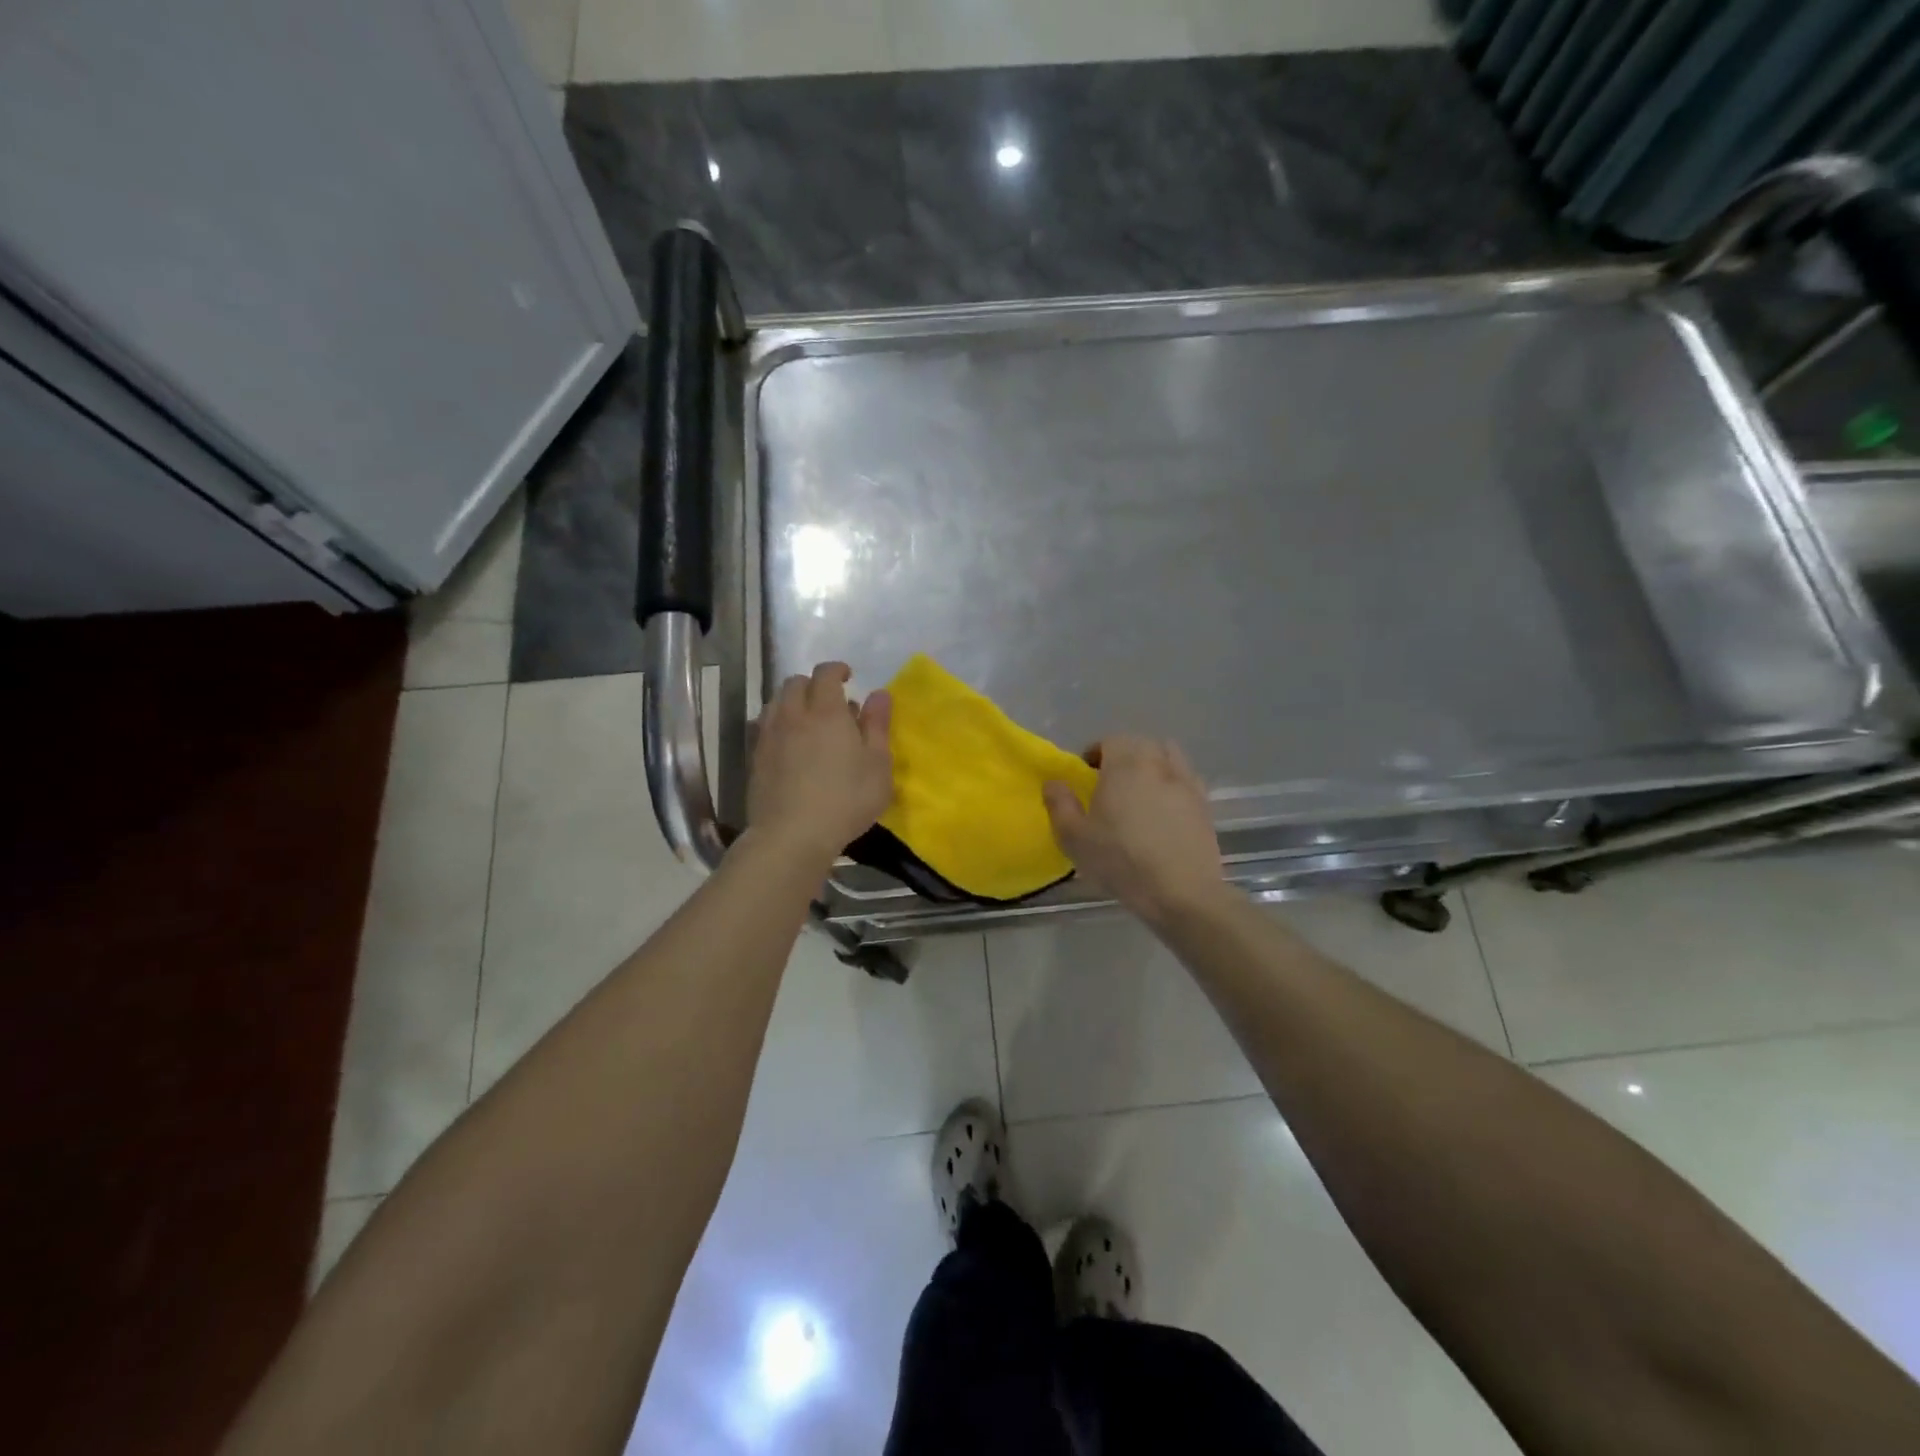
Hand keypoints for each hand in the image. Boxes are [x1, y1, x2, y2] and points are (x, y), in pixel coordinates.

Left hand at [747, 662, 893, 862]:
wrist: (791, 835)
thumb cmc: (846, 800)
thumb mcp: (878, 765)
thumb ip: (878, 725)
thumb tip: (879, 694)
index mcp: (827, 711)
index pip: (825, 673)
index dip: (837, 669)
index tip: (848, 677)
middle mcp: (794, 715)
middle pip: (795, 683)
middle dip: (813, 684)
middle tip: (831, 702)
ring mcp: (770, 736)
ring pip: (776, 702)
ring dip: (793, 702)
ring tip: (808, 721)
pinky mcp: (755, 757)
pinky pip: (764, 726)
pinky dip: (778, 723)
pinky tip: (790, 744)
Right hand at [1043, 736, 1227, 923]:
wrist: (1181, 892)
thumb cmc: (1121, 860)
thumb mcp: (1074, 837)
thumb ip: (1059, 804)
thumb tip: (1053, 782)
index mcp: (1125, 764)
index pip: (1110, 741)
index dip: (1095, 753)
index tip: (1086, 776)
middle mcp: (1158, 764)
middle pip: (1141, 745)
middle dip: (1124, 757)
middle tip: (1110, 784)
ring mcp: (1186, 783)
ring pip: (1169, 757)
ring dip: (1153, 765)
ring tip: (1141, 792)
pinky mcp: (1205, 805)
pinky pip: (1187, 781)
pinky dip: (1173, 785)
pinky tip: (1165, 811)